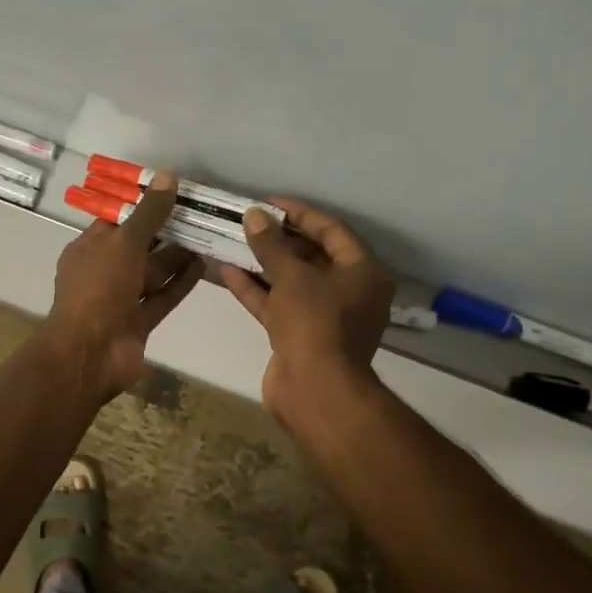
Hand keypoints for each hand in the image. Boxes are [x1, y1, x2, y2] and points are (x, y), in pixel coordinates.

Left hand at [43, 170, 202, 402]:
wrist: (90, 352)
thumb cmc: (98, 289)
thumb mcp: (123, 243)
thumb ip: (149, 212)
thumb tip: (168, 175)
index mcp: (89, 249)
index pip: (117, 221)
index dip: (143, 204)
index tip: (174, 190)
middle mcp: (104, 272)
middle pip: (139, 246)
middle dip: (166, 231)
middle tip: (201, 212)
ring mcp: (121, 299)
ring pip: (153, 273)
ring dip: (178, 256)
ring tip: (209, 234)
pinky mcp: (139, 322)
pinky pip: (162, 297)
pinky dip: (180, 283)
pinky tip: (204, 265)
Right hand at [219, 197, 393, 421]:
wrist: (314, 389)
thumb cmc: (314, 323)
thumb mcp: (292, 276)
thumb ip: (272, 244)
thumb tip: (255, 215)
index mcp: (364, 272)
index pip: (332, 231)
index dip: (300, 214)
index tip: (268, 203)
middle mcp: (350, 292)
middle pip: (312, 256)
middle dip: (278, 240)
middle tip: (248, 222)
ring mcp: (324, 317)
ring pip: (291, 282)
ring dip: (262, 264)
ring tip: (233, 242)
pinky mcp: (300, 336)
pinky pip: (278, 305)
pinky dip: (256, 290)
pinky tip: (228, 271)